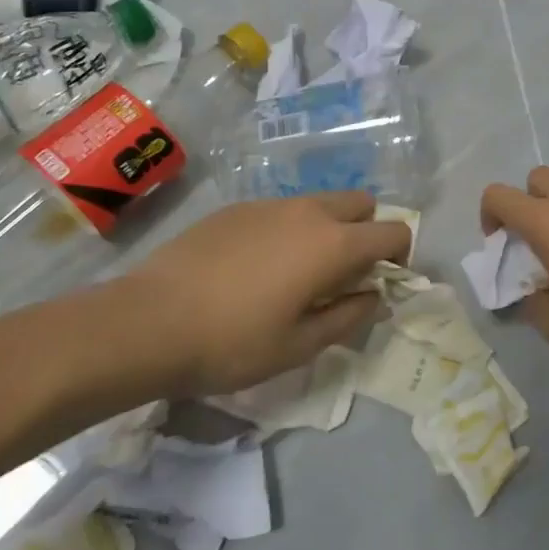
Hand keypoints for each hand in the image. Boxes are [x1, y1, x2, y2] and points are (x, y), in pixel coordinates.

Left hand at [93, 193, 409, 399]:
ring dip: (327, 229)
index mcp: (333, 244)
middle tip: (344, 274)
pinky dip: (289, 229)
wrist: (147, 321)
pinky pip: (282, 210)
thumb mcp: (298, 346)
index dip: (400, 255)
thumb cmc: (231, 343)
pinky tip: (255, 267)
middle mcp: (309, 212)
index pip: (392, 231)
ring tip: (297, 272)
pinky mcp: (238, 208)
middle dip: (366, 231)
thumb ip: (348, 317)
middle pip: (361, 203)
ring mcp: (270, 205)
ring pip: (320, 203)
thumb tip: (374, 297)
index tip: (383, 282)